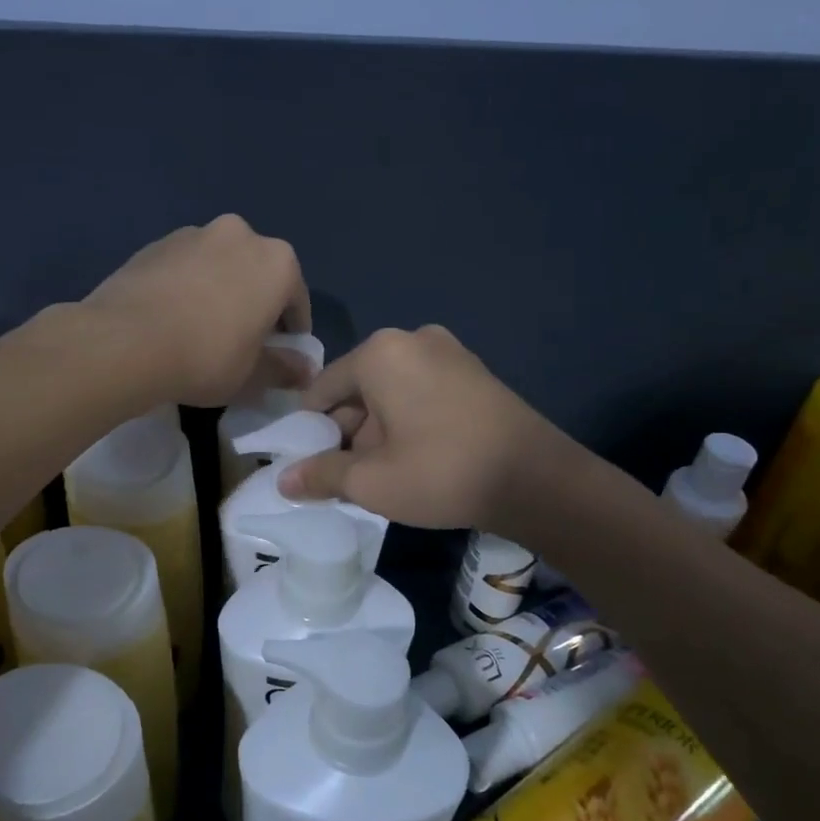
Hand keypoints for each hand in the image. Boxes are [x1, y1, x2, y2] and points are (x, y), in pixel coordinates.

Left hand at [82, 215, 311, 406]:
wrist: (124, 342)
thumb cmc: (206, 358)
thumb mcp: (252, 375)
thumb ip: (283, 369)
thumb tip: (305, 371)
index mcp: (277, 262)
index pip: (296, 300)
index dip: (291, 332)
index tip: (280, 355)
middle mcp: (240, 235)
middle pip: (257, 274)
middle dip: (255, 303)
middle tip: (242, 341)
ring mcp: (194, 234)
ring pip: (220, 266)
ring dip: (220, 290)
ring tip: (201, 329)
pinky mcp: (155, 244)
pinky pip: (185, 268)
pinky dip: (187, 287)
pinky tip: (172, 319)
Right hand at [277, 325, 572, 530]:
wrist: (536, 478)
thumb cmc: (441, 472)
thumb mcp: (371, 481)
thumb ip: (321, 475)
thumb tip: (283, 481)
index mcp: (380, 353)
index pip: (323, 389)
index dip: (309, 429)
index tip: (307, 463)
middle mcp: (412, 339)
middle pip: (359, 388)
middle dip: (347, 431)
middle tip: (347, 476)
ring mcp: (449, 351)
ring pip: (391, 391)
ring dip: (378, 429)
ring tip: (383, 474)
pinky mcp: (474, 371)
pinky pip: (422, 391)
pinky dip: (408, 420)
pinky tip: (416, 457)